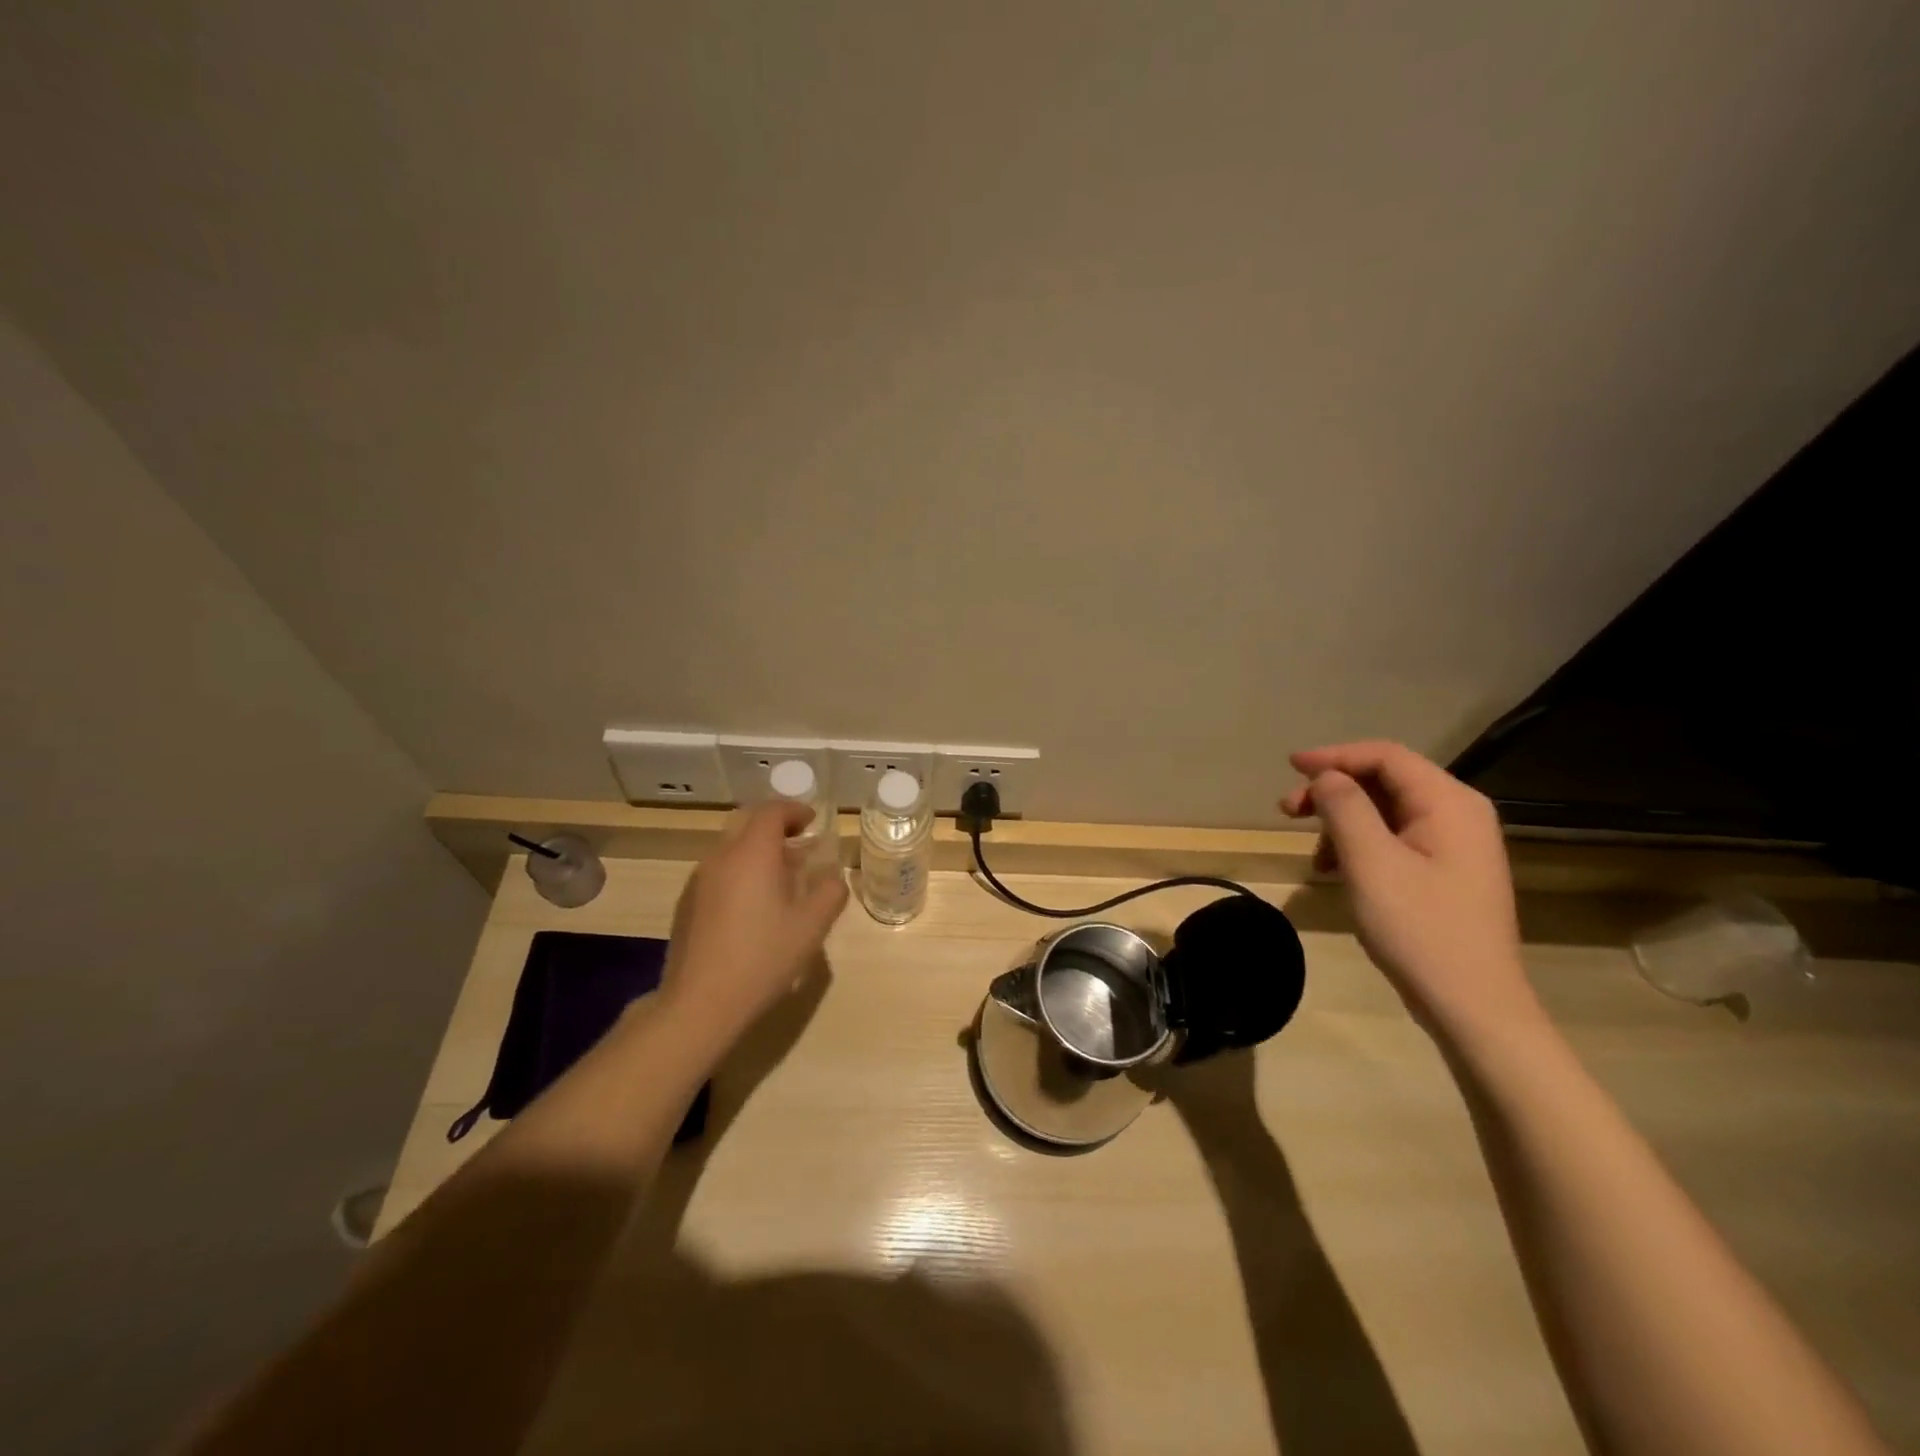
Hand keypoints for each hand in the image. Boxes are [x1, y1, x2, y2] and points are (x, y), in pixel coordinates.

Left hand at [660, 801, 848, 1048]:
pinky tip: (753, 907)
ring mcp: (698, 881)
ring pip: (731, 849)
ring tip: (781, 878)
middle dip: (776, 828)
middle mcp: (721, 857)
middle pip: (748, 824)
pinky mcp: (686, 904)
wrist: (700, 1003)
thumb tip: (833, 878)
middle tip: (799, 846)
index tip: (812, 822)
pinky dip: (740, 872)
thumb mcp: (811, 926)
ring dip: (757, 852)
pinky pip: (718, 872)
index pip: (772, 811)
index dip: (795, 811)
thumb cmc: (763, 958)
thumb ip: (830, 893)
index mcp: (752, 854)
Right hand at [1280, 740, 1539, 1039]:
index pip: (1385, 756)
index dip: (1334, 756)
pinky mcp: (1445, 872)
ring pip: (1385, 812)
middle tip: (1288, 812)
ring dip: (1341, 822)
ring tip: (1313, 855)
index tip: (1290, 767)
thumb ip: (1345, 807)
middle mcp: (1458, 814)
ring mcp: (1454, 845)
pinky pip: (1394, 839)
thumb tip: (1326, 777)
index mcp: (1449, 803)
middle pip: (1385, 781)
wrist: (1472, 1006)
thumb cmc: (1419, 929)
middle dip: (1333, 792)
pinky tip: (1336, 871)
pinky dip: (1359, 845)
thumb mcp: (1370, 862)